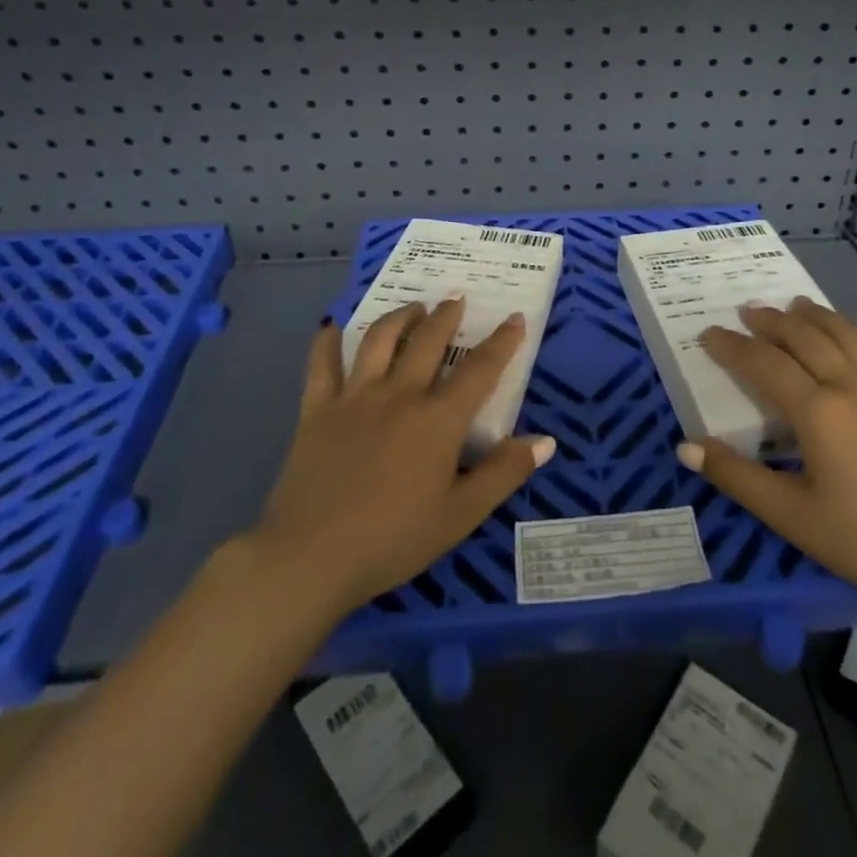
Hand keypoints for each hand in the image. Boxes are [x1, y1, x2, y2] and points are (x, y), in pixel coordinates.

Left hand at [247, 298, 556, 615]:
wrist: (310, 558)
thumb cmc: (393, 540)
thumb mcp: (460, 516)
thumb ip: (503, 473)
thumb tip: (546, 440)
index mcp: (438, 419)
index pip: (480, 369)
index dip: (502, 342)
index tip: (515, 319)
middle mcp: (400, 394)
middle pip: (429, 341)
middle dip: (447, 315)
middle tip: (456, 298)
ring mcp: (355, 397)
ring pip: (380, 339)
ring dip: (400, 316)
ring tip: (413, 307)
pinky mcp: (317, 409)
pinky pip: (322, 364)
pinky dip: (327, 342)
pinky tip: (331, 328)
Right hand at [679, 299, 856, 625]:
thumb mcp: (792, 516)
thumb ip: (737, 477)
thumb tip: (685, 446)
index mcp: (818, 412)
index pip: (764, 364)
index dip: (733, 346)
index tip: (709, 333)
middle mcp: (852, 387)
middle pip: (806, 339)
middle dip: (773, 321)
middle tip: (749, 310)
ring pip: (850, 338)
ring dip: (820, 317)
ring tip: (798, 304)